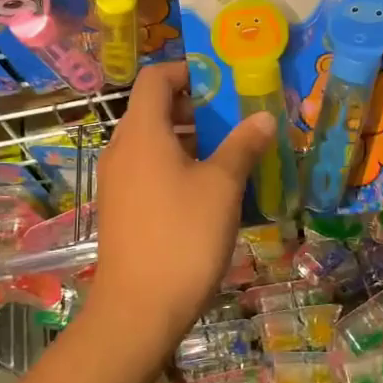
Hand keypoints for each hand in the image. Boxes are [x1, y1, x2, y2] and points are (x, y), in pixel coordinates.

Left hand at [92, 63, 274, 351]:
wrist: (138, 310)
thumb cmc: (183, 236)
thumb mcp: (222, 186)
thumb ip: (243, 145)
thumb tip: (264, 117)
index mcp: (142, 132)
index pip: (156, 78)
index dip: (188, 71)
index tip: (223, 83)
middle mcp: (122, 149)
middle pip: (156, 110)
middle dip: (198, 110)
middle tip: (238, 120)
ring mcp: (118, 181)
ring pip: (155, 143)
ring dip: (193, 141)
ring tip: (233, 156)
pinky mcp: (122, 209)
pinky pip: (150, 171)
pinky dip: (179, 168)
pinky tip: (212, 193)